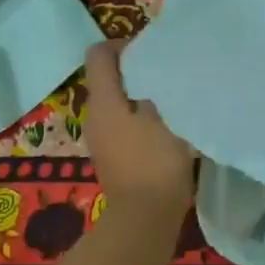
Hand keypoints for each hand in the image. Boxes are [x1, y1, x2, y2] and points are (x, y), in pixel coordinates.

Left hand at [83, 41, 196, 217]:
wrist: (144, 219)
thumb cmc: (155, 162)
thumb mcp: (164, 116)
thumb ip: (157, 88)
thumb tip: (155, 71)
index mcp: (103, 101)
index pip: (98, 55)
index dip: (121, 44)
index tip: (150, 50)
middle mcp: (93, 115)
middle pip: (107, 78)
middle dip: (135, 70)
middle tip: (167, 72)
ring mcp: (100, 138)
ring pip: (116, 102)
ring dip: (140, 95)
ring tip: (171, 97)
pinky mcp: (112, 156)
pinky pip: (122, 123)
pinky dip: (140, 117)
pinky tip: (166, 125)